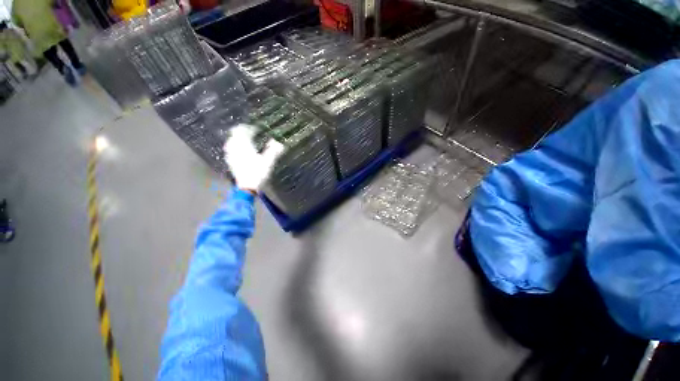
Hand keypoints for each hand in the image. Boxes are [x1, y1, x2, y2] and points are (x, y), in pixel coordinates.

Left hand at [223, 124, 284, 192]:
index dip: (248, 128)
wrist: (247, 187)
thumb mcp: (268, 162)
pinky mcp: (230, 162)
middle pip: (234, 135)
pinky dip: (234, 147)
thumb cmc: (258, 174)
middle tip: (249, 132)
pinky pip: (229, 150)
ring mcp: (231, 156)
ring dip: (236, 139)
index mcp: (244, 146)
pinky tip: (238, 150)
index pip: (242, 132)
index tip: (255, 128)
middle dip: (241, 132)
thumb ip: (273, 151)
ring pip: (230, 142)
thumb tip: (279, 142)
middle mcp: (235, 149)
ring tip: (243, 139)